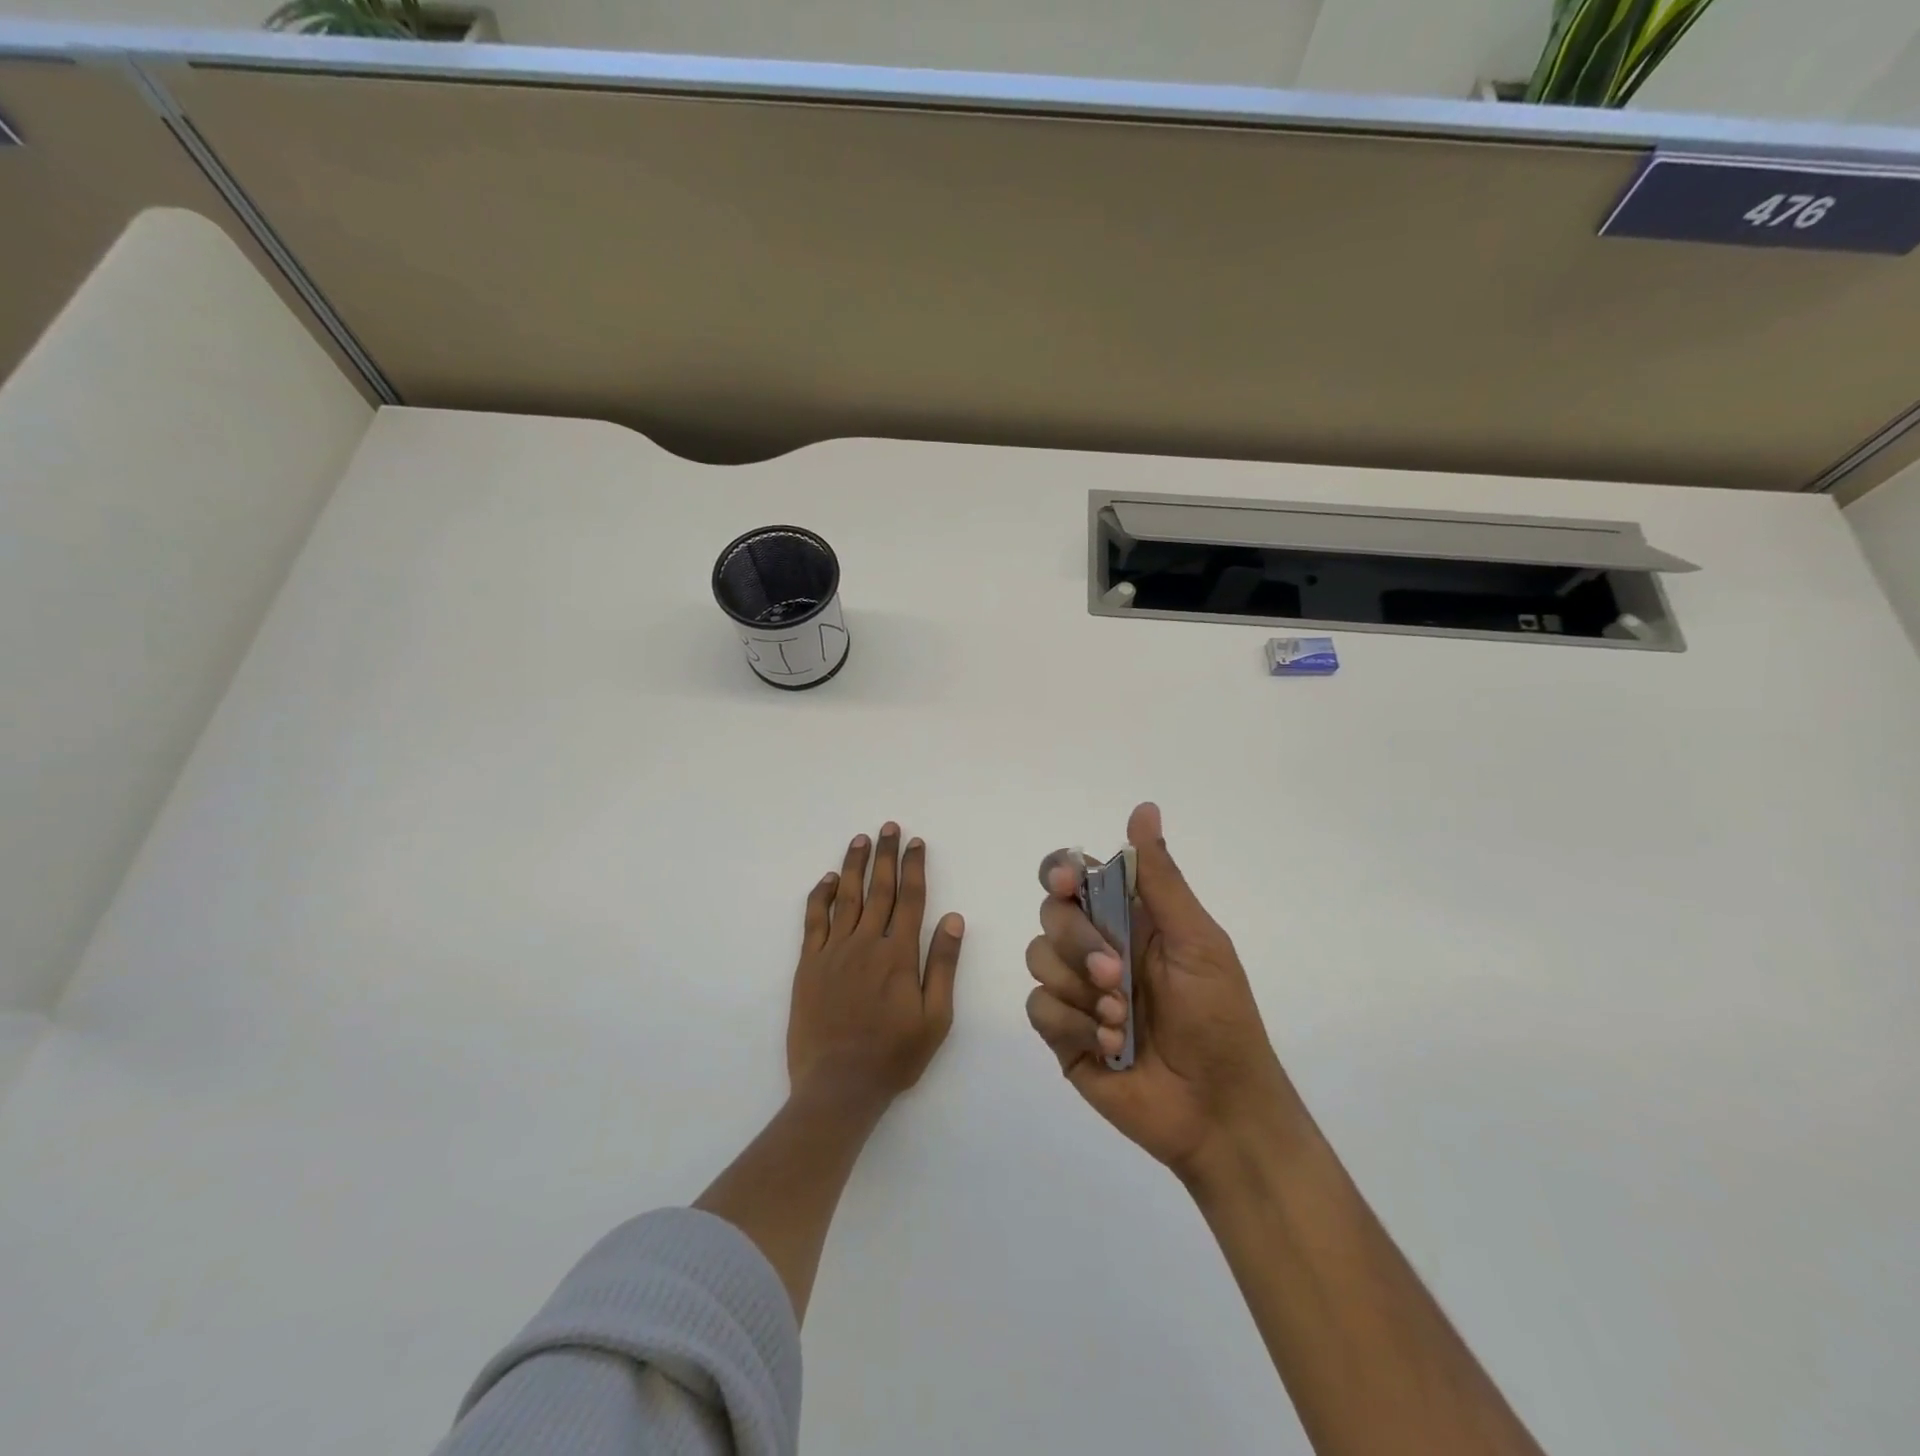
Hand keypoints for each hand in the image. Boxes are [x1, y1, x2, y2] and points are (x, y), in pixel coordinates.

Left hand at [788, 823, 964, 1112]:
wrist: (838, 1085)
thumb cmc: (894, 1056)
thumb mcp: (935, 1018)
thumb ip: (942, 966)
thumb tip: (952, 919)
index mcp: (899, 954)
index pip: (911, 899)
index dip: (914, 867)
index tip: (916, 843)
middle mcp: (866, 943)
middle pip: (879, 889)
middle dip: (886, 855)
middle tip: (889, 827)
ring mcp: (834, 951)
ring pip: (846, 897)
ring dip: (854, 865)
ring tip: (860, 839)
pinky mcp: (809, 964)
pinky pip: (814, 921)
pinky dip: (820, 896)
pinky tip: (827, 879)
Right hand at [1025, 802, 1294, 1181]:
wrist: (1218, 1110)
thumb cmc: (1219, 1018)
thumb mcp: (1197, 941)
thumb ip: (1160, 878)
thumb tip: (1143, 808)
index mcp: (1130, 920)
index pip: (1076, 878)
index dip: (1062, 874)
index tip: (1069, 885)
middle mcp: (1096, 948)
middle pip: (1050, 915)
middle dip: (1078, 943)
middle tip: (1117, 974)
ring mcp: (1077, 992)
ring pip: (1037, 958)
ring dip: (1079, 989)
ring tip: (1122, 1022)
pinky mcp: (1063, 1035)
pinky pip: (1038, 1008)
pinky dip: (1071, 1024)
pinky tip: (1108, 1047)